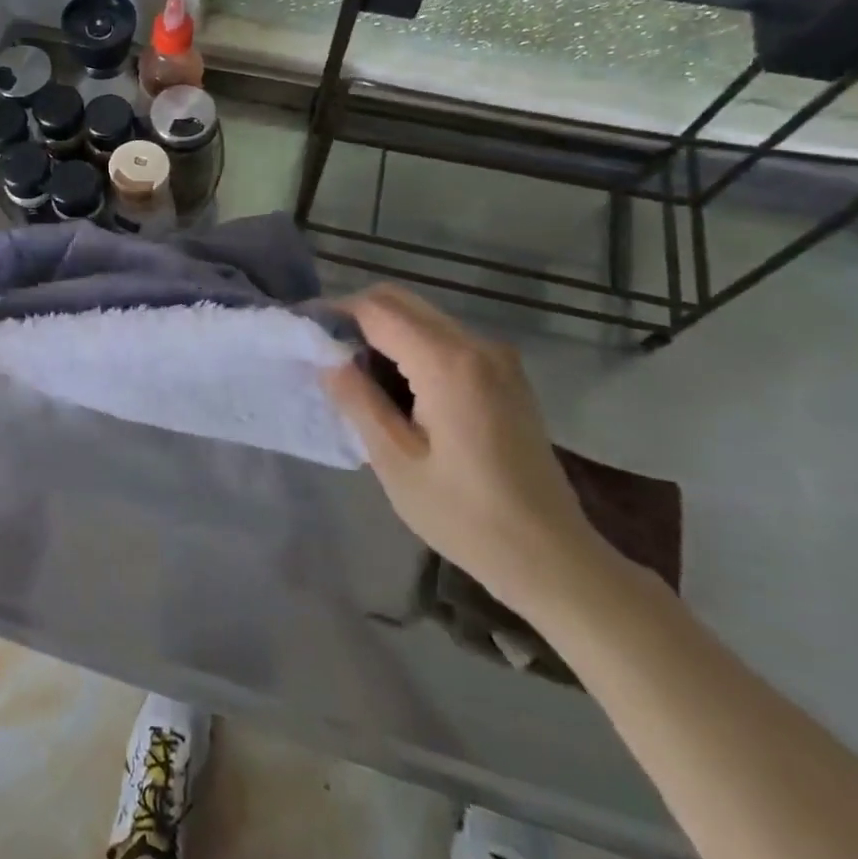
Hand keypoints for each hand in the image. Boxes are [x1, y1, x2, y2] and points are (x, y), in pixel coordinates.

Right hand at [322, 285, 611, 620]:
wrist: (553, 557)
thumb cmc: (466, 517)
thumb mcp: (395, 462)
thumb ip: (357, 399)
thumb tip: (326, 356)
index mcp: (448, 363)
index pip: (376, 309)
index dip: (335, 313)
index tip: (304, 334)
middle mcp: (476, 345)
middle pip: (400, 301)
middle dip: (356, 317)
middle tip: (326, 355)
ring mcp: (496, 357)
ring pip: (421, 316)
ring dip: (383, 332)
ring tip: (356, 376)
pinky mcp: (504, 373)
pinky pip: (444, 337)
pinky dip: (410, 345)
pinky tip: (397, 388)